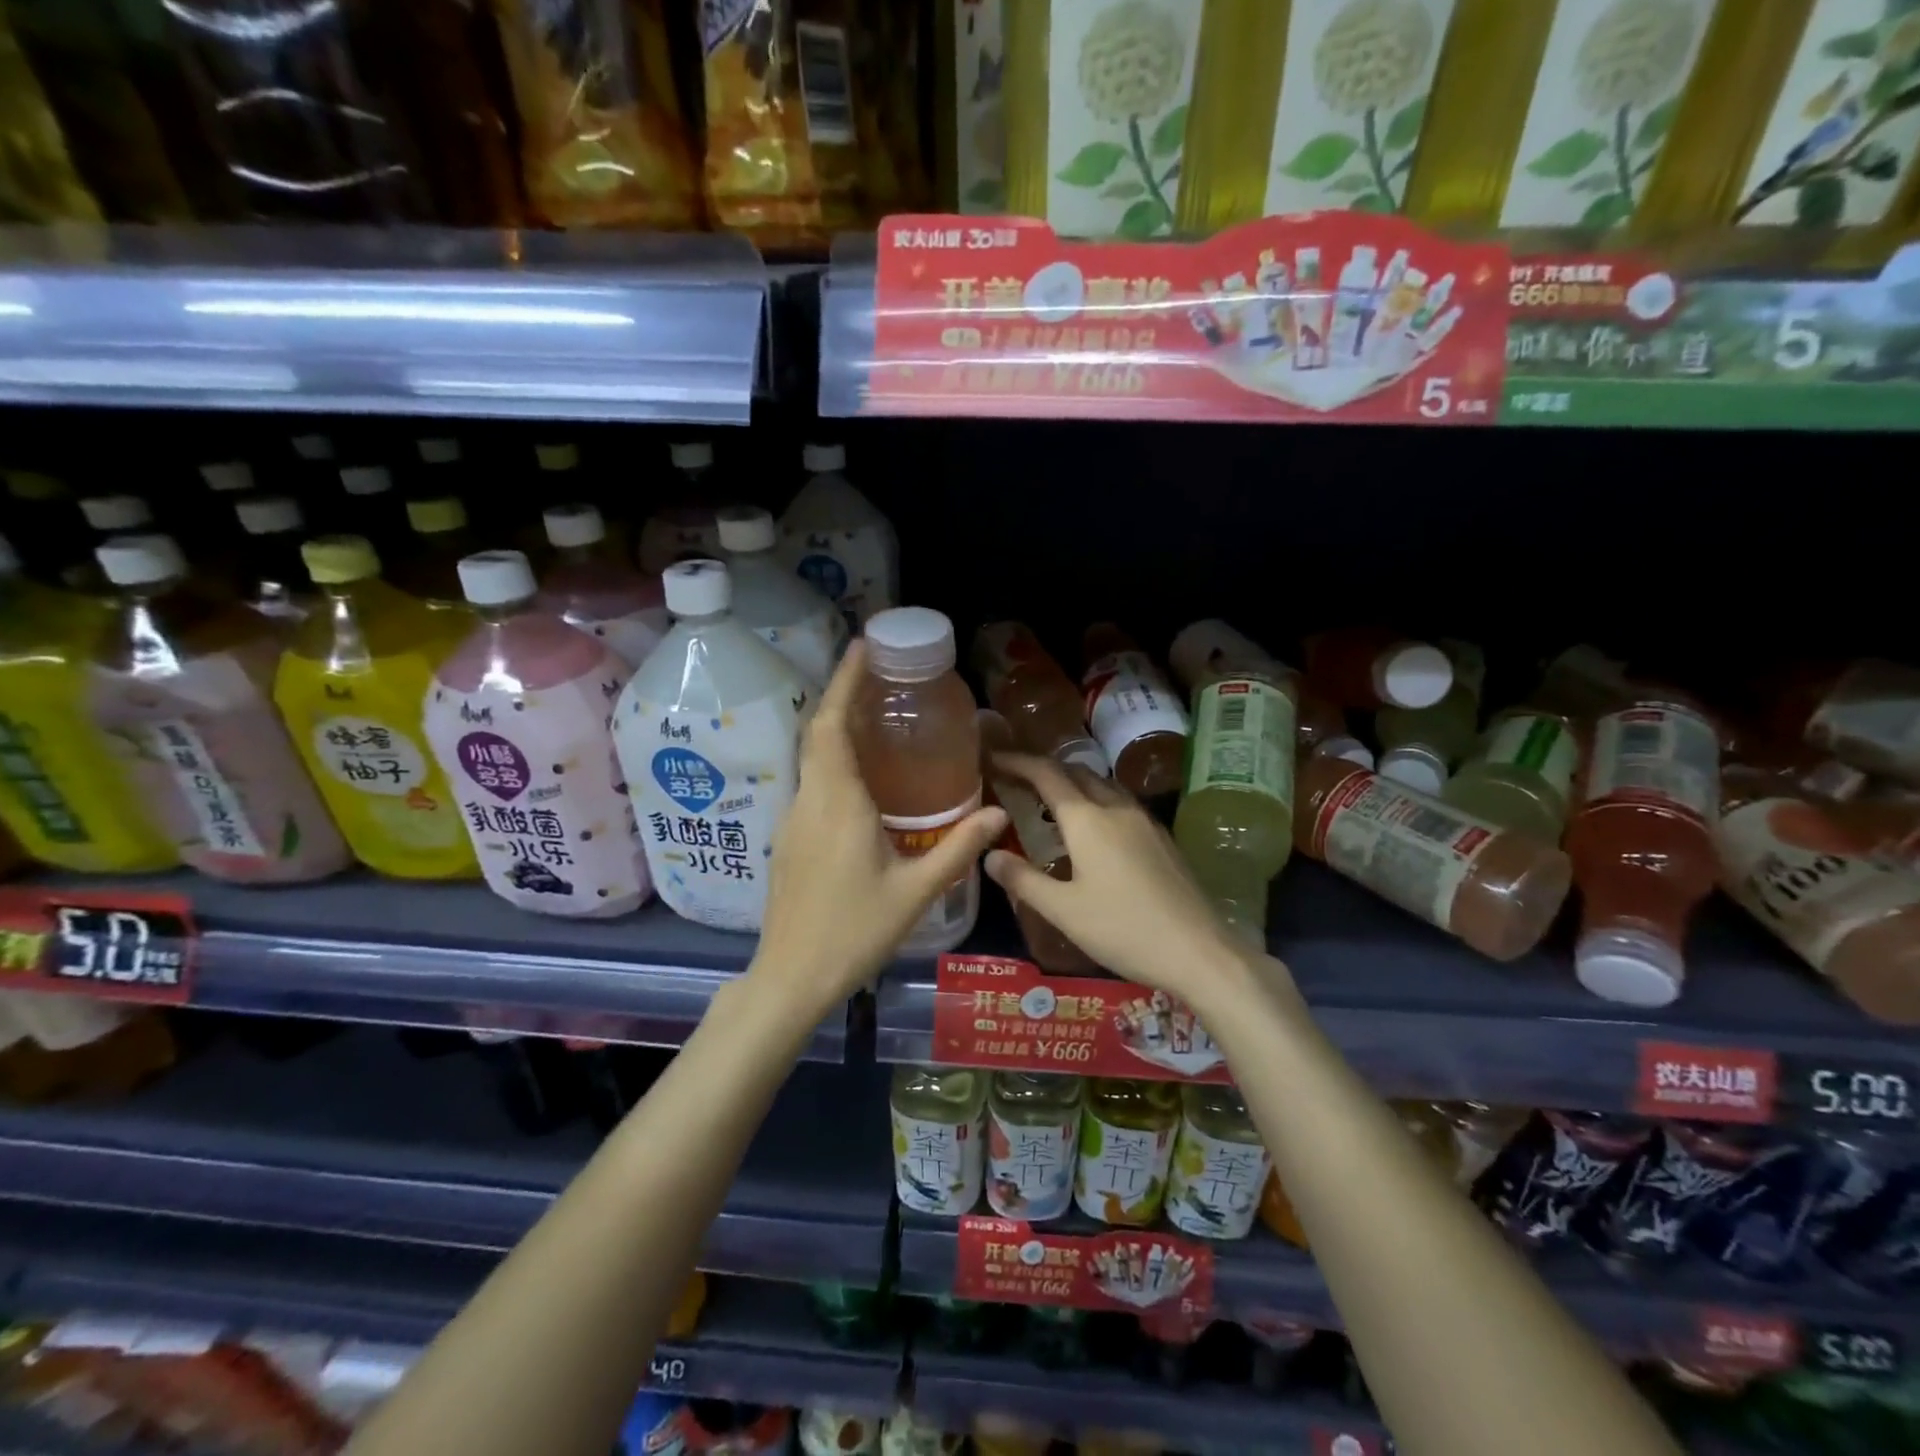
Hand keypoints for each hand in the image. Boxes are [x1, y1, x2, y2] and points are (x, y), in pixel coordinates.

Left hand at [753, 640, 1007, 1012]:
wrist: (790, 978)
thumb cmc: (853, 932)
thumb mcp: (915, 892)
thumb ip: (958, 849)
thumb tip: (1000, 814)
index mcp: (837, 803)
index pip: (832, 726)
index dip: (844, 682)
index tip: (860, 647)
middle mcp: (808, 801)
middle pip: (817, 733)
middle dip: (842, 695)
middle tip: (877, 674)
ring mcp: (792, 821)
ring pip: (811, 759)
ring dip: (835, 728)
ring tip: (875, 718)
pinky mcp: (788, 841)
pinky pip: (811, 784)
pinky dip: (832, 762)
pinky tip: (861, 779)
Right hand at [983, 755, 1259, 1005]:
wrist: (1199, 951)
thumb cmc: (1123, 929)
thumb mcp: (1063, 910)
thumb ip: (1023, 880)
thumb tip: (989, 855)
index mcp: (1087, 819)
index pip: (1046, 774)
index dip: (1017, 762)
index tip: (993, 758)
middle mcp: (1116, 808)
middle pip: (1076, 772)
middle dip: (1044, 769)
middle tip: (1016, 780)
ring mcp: (1144, 821)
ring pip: (1102, 785)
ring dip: (1072, 783)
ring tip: (1049, 802)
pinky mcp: (1161, 838)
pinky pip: (1120, 803)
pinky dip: (1095, 801)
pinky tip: (1091, 830)